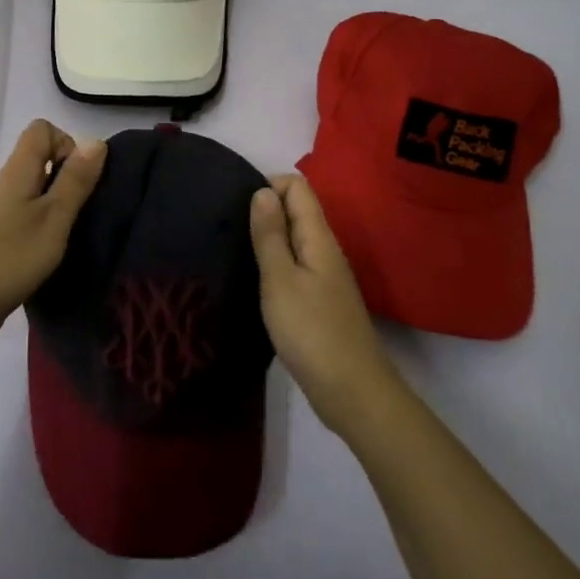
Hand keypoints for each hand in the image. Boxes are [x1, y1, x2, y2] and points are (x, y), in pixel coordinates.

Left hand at [0, 119, 105, 354]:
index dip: (67, 144)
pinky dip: (42, 228)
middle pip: (39, 160)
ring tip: (70, 237)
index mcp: (17, 171)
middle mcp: (4, 185)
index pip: (41, 130)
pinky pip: (24, 218)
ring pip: (33, 192)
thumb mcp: (53, 218)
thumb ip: (75, 181)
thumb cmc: (9, 258)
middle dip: (68, 179)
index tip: (79, 179)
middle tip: (82, 212)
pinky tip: (49, 256)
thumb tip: (96, 140)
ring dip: (56, 206)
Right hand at [250, 173, 402, 437]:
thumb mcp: (280, 279)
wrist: (353, 393)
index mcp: (318, 237)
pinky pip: (295, 266)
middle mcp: (325, 250)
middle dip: (263, 210)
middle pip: (296, 211)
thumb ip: (271, 234)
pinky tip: (252, 281)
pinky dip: (274, 265)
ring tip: (232, 251)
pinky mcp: (319, 302)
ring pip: (294, 240)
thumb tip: (262, 190)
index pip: (297, 187)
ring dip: (267, 239)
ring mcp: (324, 277)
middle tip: (226, 228)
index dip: (268, 185)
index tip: (235, 206)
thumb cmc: (312, 331)